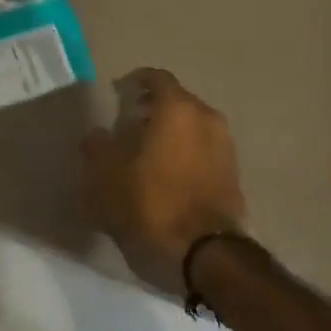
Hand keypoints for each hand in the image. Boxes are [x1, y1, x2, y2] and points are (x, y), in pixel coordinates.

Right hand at [80, 69, 247, 296]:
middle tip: (130, 123)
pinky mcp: (233, 174)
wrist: (206, 252)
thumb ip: (97, 148)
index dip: (136, 81)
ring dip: (171, 132)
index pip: (157, 78)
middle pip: (177, 102)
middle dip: (153, 108)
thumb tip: (97, 135)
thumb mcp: (107, 177)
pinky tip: (167, 174)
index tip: (119, 91)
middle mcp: (207, 118)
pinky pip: (204, 150)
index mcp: (178, 109)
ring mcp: (226, 146)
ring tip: (147, 152)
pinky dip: (185, 152)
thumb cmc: (152, 205)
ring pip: (193, 126)